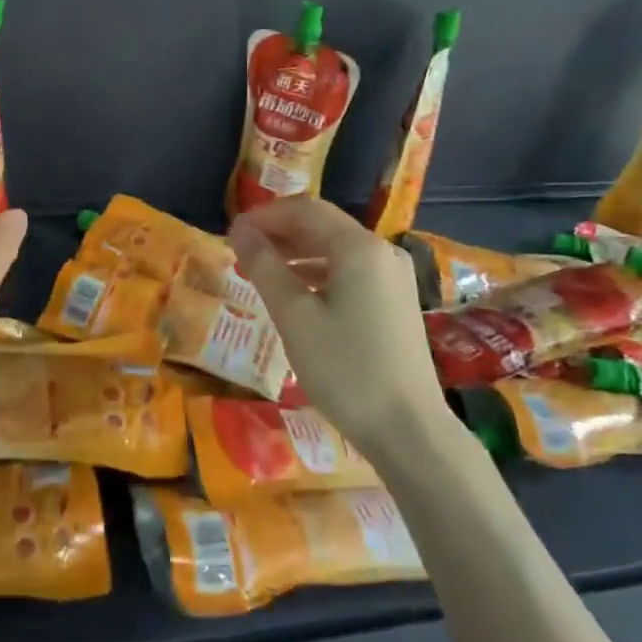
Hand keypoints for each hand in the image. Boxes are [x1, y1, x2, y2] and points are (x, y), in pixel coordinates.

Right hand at [230, 197, 453, 451]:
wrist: (409, 430)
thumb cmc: (345, 370)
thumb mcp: (294, 316)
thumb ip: (264, 267)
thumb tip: (239, 230)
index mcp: (359, 248)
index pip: (305, 210)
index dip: (265, 216)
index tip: (231, 234)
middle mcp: (381, 252)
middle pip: (323, 226)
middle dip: (279, 233)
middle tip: (240, 251)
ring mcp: (393, 277)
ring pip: (336, 249)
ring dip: (296, 253)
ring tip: (260, 271)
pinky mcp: (396, 301)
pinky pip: (350, 272)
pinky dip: (318, 273)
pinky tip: (295, 293)